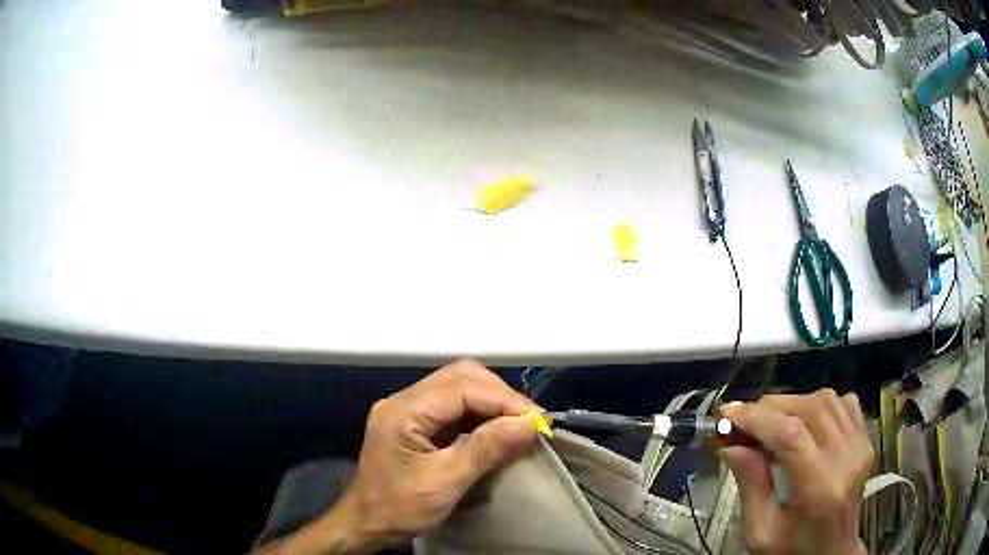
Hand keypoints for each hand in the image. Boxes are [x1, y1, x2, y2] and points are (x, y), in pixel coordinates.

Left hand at [256, 359, 539, 553]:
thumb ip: (484, 450)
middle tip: (528, 422)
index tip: (536, 421)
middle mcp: (404, 401)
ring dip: (492, 402)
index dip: (503, 399)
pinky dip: (480, 414)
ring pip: (459, 387)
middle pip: (460, 377)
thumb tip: (528, 425)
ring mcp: (408, 410)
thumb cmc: (398, 508)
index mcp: (403, 411)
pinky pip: (454, 406)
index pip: (461, 387)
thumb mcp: (443, 483)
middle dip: (499, 395)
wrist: (366, 525)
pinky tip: (496, 430)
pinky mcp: (416, 423)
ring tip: (518, 425)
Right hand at [717, 390, 872, 554]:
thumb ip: (750, 485)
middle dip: (769, 407)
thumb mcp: (761, 532)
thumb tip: (728, 444)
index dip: (756, 417)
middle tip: (742, 419)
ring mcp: (861, 446)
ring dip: (793, 403)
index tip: (726, 414)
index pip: (790, 434)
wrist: (832, 554)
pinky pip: (844, 403)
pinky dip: (820, 404)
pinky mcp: (866, 440)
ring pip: (826, 400)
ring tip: (770, 421)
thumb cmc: (792, 551)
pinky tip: (805, 421)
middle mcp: (846, 459)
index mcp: (819, 488)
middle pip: (809, 409)